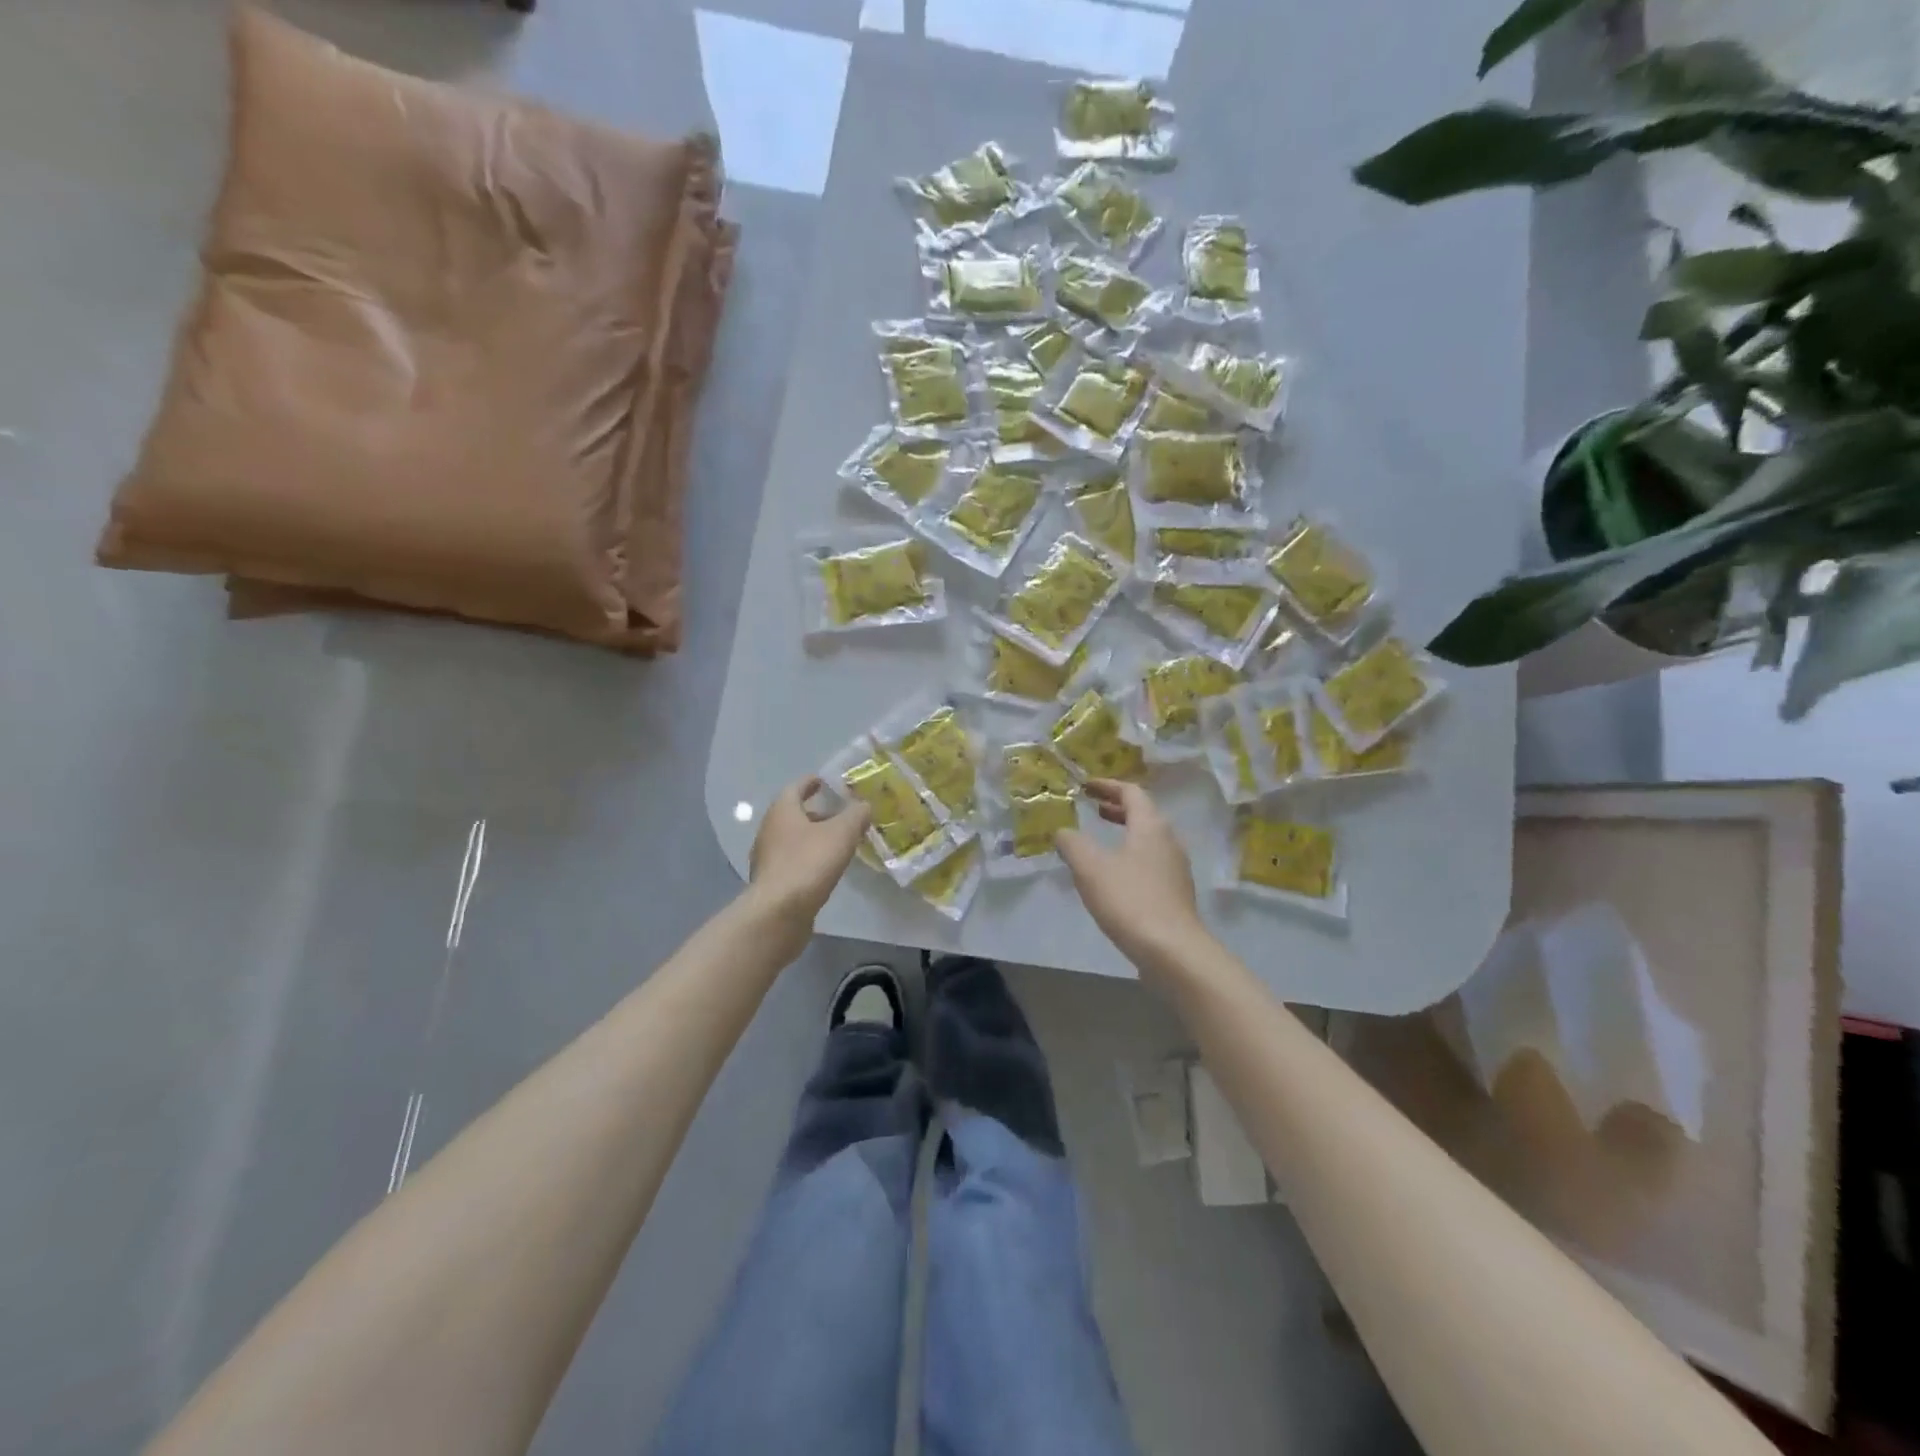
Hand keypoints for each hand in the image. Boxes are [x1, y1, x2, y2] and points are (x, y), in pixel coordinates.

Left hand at [746, 777, 870, 929]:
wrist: (779, 912)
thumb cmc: (809, 862)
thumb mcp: (841, 833)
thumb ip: (855, 815)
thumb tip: (864, 805)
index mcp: (782, 811)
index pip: (795, 787)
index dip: (811, 782)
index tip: (825, 781)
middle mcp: (769, 830)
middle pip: (793, 814)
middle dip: (815, 812)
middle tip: (839, 814)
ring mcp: (767, 858)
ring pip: (792, 839)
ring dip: (812, 837)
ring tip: (837, 843)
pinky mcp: (771, 883)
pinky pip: (792, 862)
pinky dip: (808, 859)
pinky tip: (825, 869)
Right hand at [1057, 781, 1209, 979]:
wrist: (1172, 950)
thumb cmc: (1129, 899)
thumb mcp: (1090, 867)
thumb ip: (1072, 843)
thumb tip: (1063, 832)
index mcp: (1151, 826)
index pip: (1131, 792)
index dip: (1107, 786)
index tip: (1086, 786)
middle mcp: (1169, 840)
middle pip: (1143, 814)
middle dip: (1117, 809)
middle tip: (1093, 810)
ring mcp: (1176, 868)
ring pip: (1148, 839)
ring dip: (1124, 833)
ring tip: (1099, 843)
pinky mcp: (1175, 893)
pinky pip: (1150, 862)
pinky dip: (1130, 856)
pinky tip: (1113, 877)